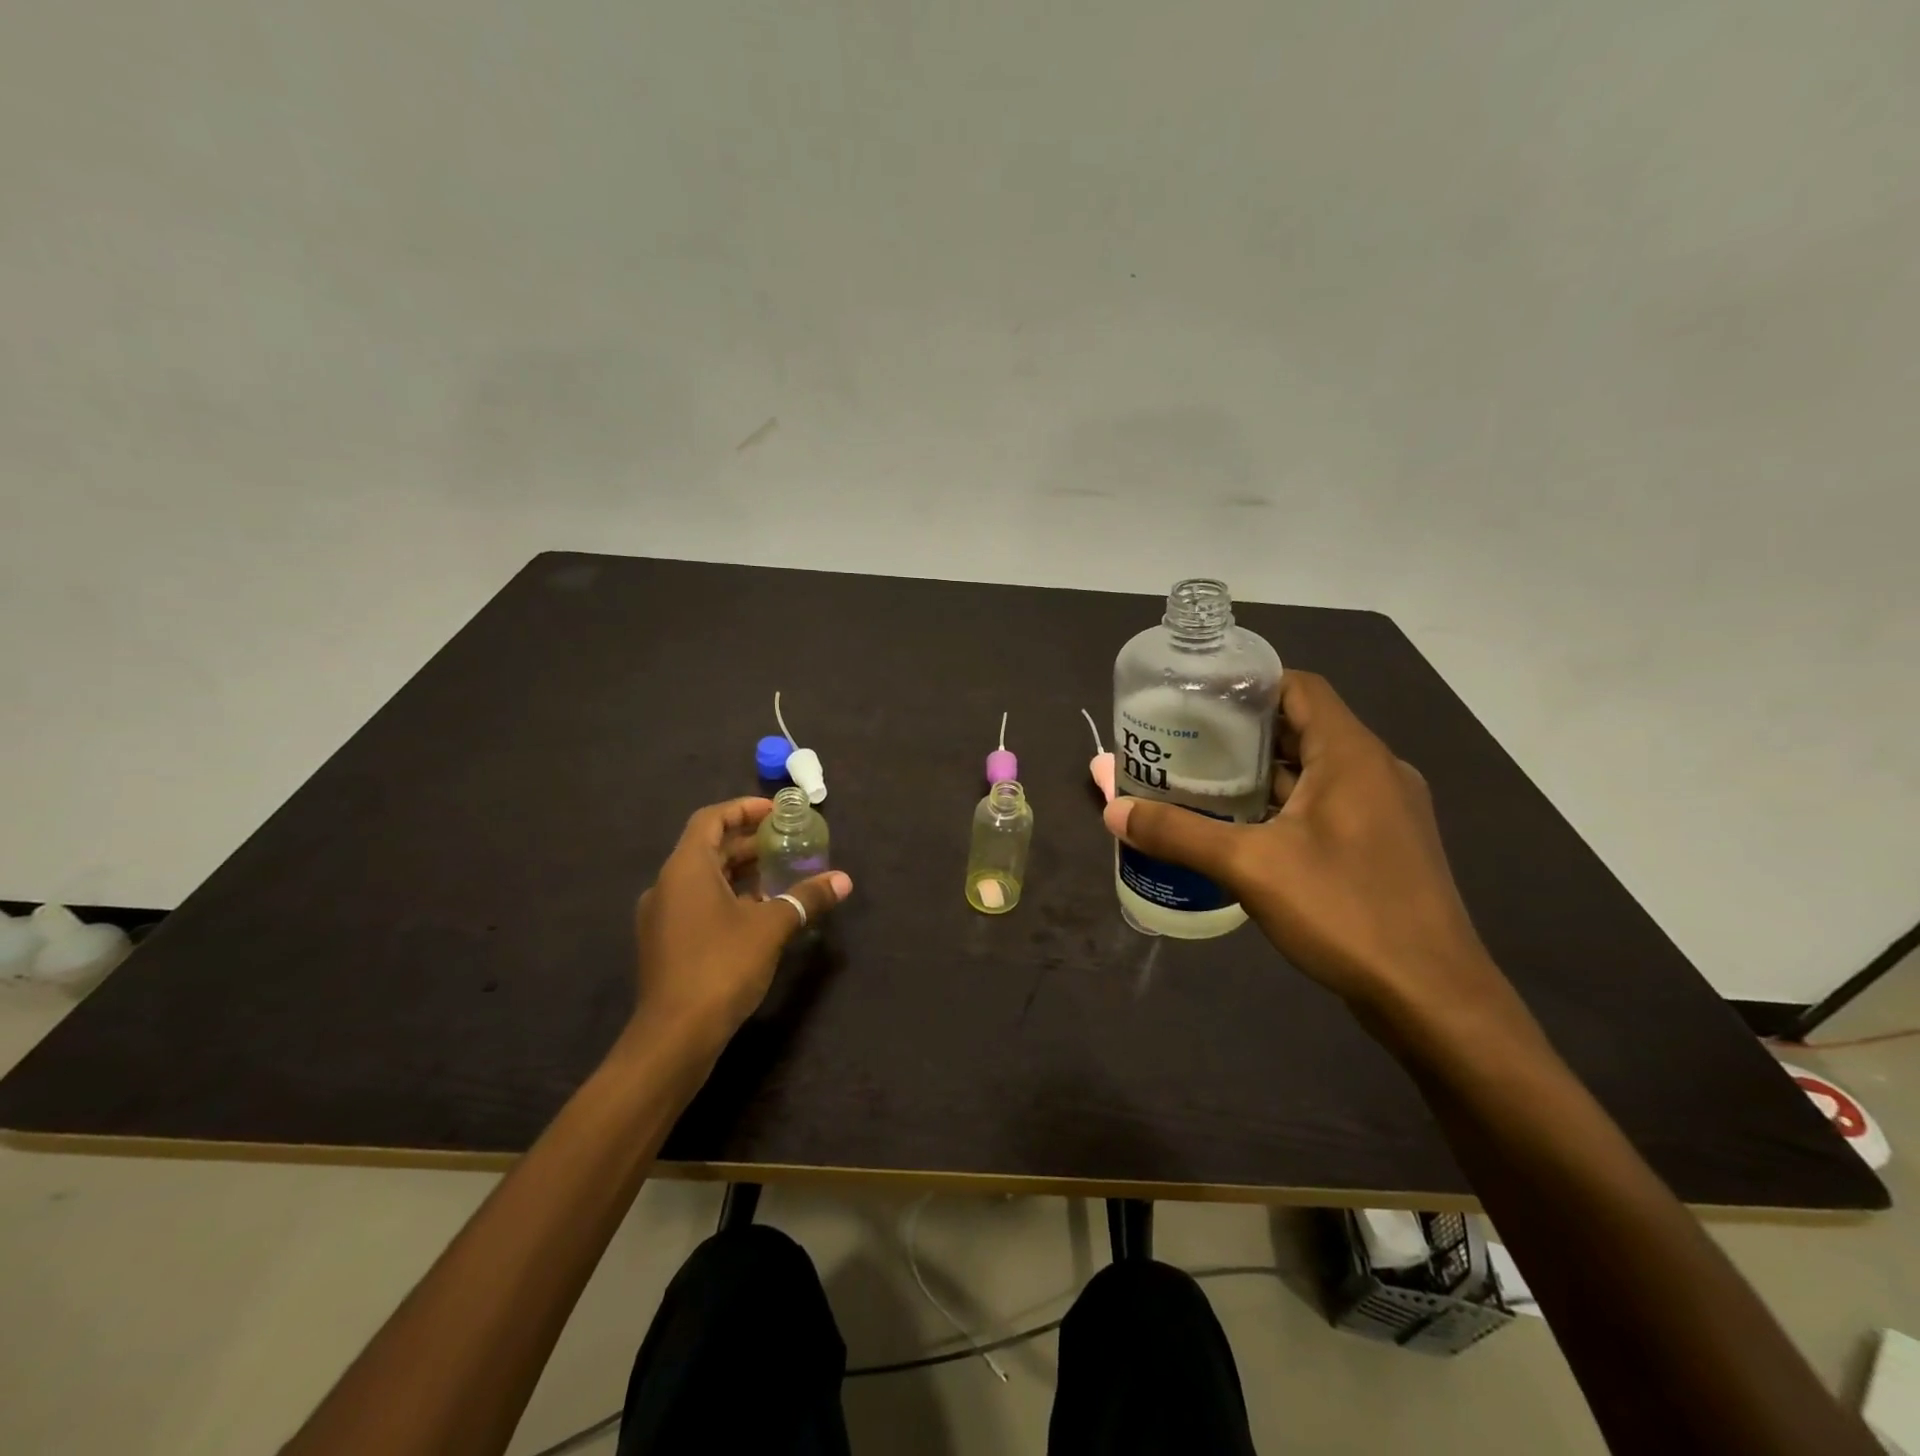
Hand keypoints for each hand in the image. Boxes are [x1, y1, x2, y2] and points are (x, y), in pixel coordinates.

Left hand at [630, 797, 851, 1051]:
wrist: (674, 1036)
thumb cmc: (721, 966)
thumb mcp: (772, 927)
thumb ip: (806, 898)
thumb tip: (843, 880)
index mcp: (686, 869)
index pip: (711, 819)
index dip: (743, 809)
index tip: (775, 812)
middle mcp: (667, 885)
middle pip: (708, 848)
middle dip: (747, 842)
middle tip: (786, 843)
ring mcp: (661, 916)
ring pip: (703, 878)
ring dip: (739, 872)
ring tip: (779, 875)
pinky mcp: (665, 943)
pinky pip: (697, 903)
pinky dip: (727, 897)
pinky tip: (759, 913)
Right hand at [1104, 671, 1506, 1028]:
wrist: (1433, 1000)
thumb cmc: (1346, 912)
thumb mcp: (1250, 867)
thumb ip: (1179, 834)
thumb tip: (1113, 811)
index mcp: (1352, 755)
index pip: (1299, 687)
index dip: (1249, 684)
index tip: (1198, 700)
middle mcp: (1376, 771)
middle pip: (1303, 728)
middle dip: (1243, 734)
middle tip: (1185, 744)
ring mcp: (1386, 812)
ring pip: (1314, 772)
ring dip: (1263, 775)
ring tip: (1202, 784)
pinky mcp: (1384, 848)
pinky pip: (1327, 807)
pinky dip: (1285, 808)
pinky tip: (1243, 832)